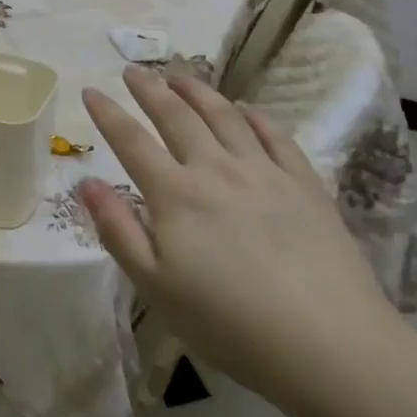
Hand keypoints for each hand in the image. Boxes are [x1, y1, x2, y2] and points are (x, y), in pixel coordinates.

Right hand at [77, 65, 401, 407]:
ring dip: (197, 90)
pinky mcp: (305, 185)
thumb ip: (117, 230)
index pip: (131, 141)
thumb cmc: (230, 324)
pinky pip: (275, 136)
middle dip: (150, 89)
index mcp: (176, 194)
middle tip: (134, 70)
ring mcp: (264, 172)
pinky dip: (255, 116)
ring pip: (224, 115)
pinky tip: (246, 109)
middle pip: (176, 116)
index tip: (90, 90)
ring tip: (180, 73)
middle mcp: (216, 169)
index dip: (108, 114)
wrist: (330, 346)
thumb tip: (86, 183)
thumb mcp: (155, 287)